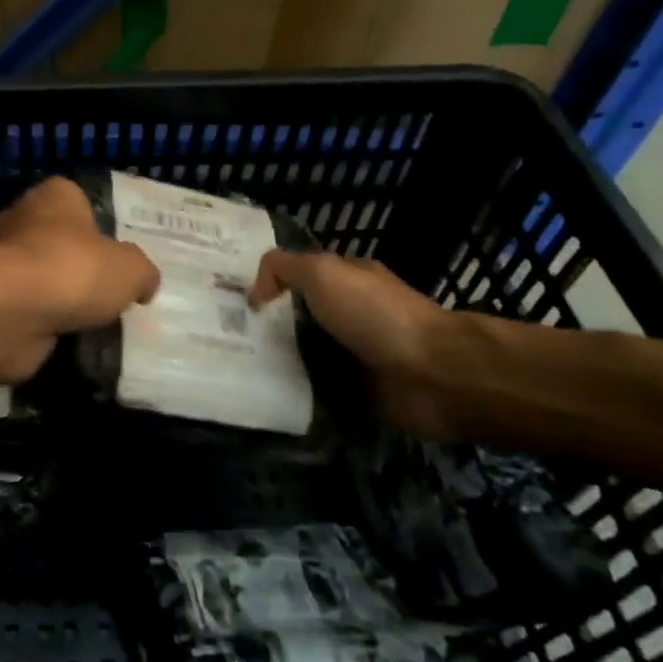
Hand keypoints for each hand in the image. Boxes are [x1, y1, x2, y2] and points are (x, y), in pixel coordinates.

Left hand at [0, 177, 160, 379]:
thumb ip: (142, 273)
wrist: (16, 312)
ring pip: (42, 278)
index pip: (76, 200)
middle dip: (78, 263)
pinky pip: (29, 311)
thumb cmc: (76, 269)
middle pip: (57, 239)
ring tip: (94, 321)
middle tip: (108, 290)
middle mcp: (23, 221)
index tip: (115, 251)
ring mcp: (4, 263)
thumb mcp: (132, 269)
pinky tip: (69, 338)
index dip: (96, 223)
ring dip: (60, 298)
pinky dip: (44, 324)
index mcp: (54, 196)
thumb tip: (143, 285)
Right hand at [250, 250, 451, 432]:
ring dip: (281, 359)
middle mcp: (354, 312)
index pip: (301, 274)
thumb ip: (284, 268)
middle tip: (229, 336)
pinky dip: (300, 390)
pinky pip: (321, 387)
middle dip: (269, 324)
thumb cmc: (376, 315)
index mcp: (350, 278)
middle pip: (302, 314)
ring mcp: (359, 352)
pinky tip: (271, 393)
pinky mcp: (362, 390)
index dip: (269, 283)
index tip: (234, 301)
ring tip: (241, 367)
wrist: (434, 375)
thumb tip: (255, 292)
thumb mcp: (323, 272)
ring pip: (308, 352)